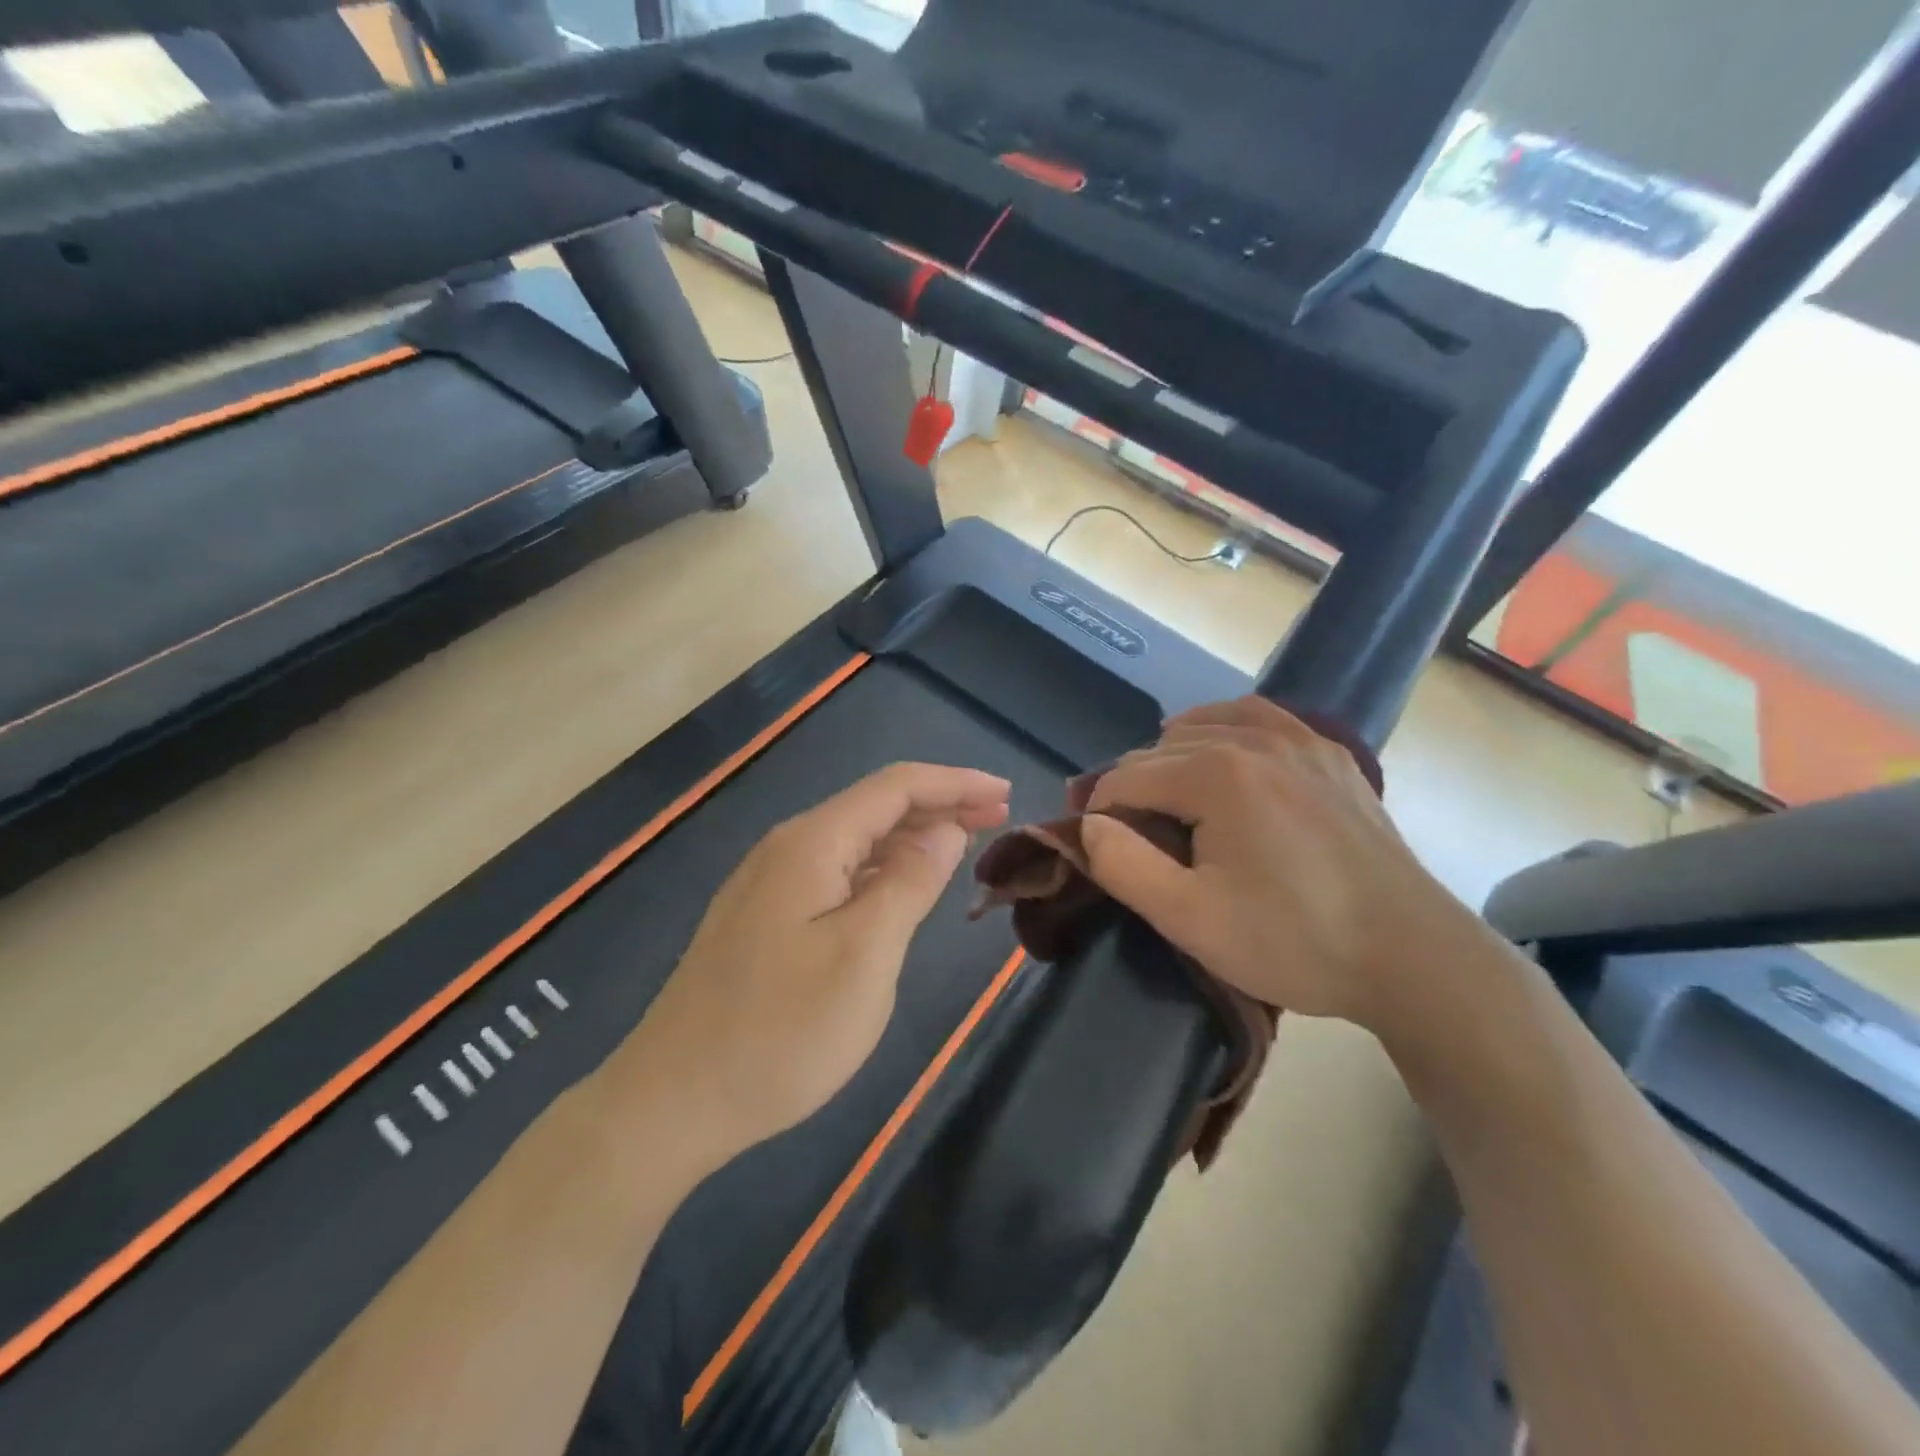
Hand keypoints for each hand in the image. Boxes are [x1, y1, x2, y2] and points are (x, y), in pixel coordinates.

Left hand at [629, 763, 1009, 1161]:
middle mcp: (787, 848)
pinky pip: (836, 872)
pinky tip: (902, 887)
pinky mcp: (765, 918)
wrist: (672, 1101)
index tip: (1005, 795)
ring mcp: (770, 884)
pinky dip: (881, 869)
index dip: (955, 783)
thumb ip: (910, 883)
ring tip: (964, 846)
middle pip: (875, 806)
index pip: (895, 787)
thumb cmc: (780, 1032)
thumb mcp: (864, 955)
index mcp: (812, 843)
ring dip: (912, 837)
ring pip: (856, 840)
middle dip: (939, 806)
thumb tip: (945, 831)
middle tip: (997, 820)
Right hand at [1079, 697, 1482, 1036]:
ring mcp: (1300, 740)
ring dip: (1173, 755)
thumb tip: (1090, 823)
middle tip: (1132, 839)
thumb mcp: (1190, 919)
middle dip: (1133, 787)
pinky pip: (1259, 719)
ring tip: (1167, 796)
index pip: (1126, 777)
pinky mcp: (1331, 755)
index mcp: (1216, 773)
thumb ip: (1123, 865)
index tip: (1102, 851)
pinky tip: (1225, 755)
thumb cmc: (1294, 940)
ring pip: (1207, 724)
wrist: (1411, 955)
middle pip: (1161, 749)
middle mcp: (1254, 738)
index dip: (1100, 813)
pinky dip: (1226, 729)